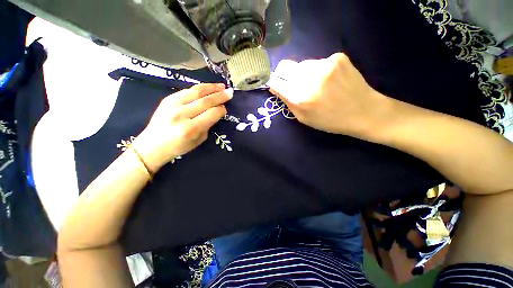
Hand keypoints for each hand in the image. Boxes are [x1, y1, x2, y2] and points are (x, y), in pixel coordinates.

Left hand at [132, 83, 232, 171]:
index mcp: (191, 128)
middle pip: (206, 101)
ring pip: (196, 92)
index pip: (212, 114)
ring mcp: (173, 104)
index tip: (225, 108)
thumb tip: (216, 112)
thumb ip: (208, 125)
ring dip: (211, 88)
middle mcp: (182, 114)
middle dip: (220, 96)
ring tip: (221, 86)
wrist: (153, 145)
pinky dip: (200, 88)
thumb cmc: (179, 146)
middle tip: (230, 93)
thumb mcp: (199, 140)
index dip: (221, 110)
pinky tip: (208, 87)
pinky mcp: (168, 99)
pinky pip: (187, 90)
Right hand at [268, 53, 388, 138]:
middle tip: (299, 86)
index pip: (276, 80)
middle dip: (288, 77)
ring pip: (303, 64)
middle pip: (286, 67)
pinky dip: (320, 71)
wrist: (364, 112)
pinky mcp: (338, 57)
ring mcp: (325, 64)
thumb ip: (287, 102)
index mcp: (299, 97)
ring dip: (305, 74)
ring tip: (319, 85)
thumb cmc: (329, 120)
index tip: (277, 84)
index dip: (274, 81)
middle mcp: (309, 78)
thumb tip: (275, 87)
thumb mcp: (303, 118)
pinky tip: (331, 80)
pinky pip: (319, 62)